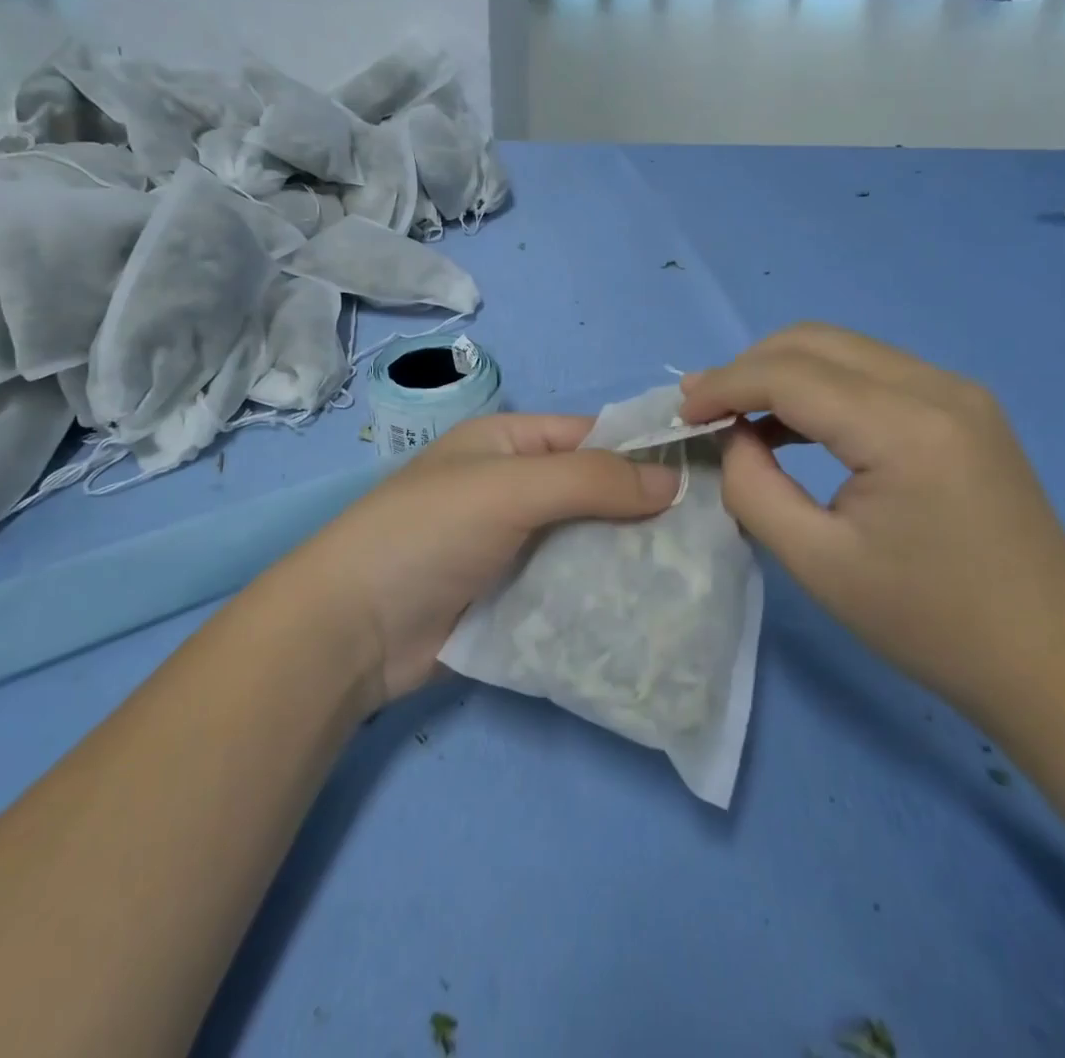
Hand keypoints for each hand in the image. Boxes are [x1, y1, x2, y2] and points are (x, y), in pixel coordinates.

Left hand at [287, 414, 680, 706]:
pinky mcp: (515, 598)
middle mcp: (516, 489)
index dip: (645, 451)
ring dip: (630, 559)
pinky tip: (652, 613)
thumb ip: (590, 480)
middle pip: (596, 492)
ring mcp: (516, 546)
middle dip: (645, 512)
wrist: (353, 629)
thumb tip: (674, 481)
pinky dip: (606, 597)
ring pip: (589, 543)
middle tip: (711, 538)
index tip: (709, 476)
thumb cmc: (428, 532)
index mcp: (509, 444)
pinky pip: (572, 588)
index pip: (592, 436)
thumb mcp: (509, 487)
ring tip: (695, 578)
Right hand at [680, 324, 1064, 716]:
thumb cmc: (928, 622)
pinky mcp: (963, 406)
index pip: (789, 374)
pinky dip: (820, 385)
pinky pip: (871, 371)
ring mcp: (957, 391)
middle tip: (705, 411)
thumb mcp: (816, 562)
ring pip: (842, 348)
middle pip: (814, 341)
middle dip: (747, 368)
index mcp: (904, 428)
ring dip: (781, 372)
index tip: (681, 414)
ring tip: (738, 416)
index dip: (724, 385)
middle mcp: (936, 387)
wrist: (1050, 658)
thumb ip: (754, 486)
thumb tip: (731, 436)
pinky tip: (793, 425)